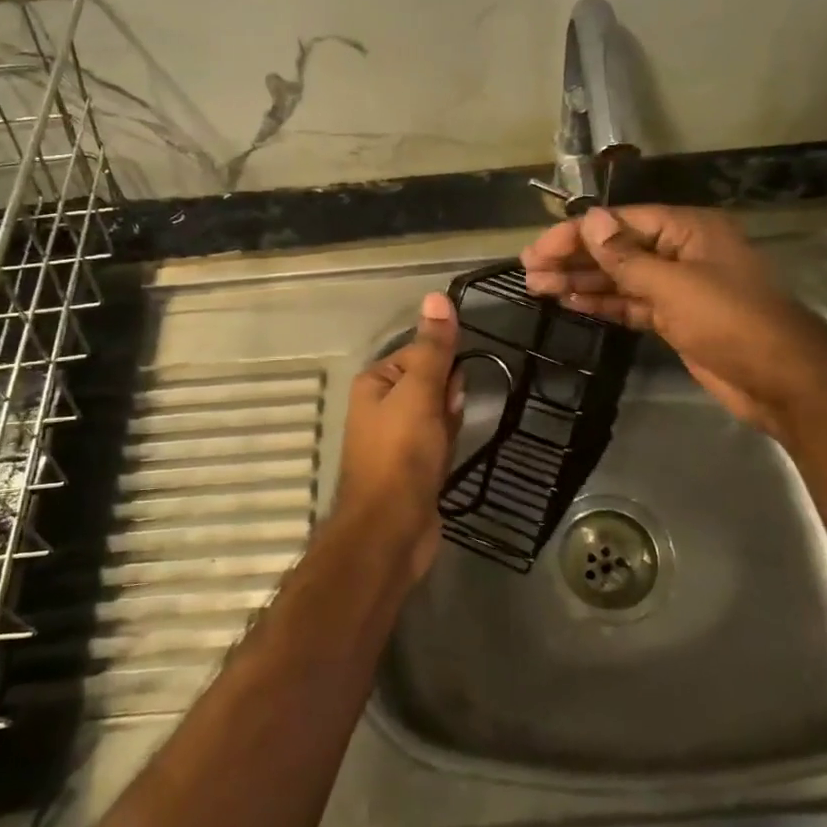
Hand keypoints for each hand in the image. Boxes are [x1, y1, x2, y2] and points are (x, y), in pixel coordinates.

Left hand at [329, 291, 462, 581]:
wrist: (391, 530)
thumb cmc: (401, 454)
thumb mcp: (419, 392)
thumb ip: (433, 347)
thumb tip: (438, 296)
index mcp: (375, 383)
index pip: (418, 353)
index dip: (442, 365)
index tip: (451, 386)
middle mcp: (380, 407)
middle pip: (429, 382)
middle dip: (447, 395)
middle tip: (447, 417)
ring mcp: (396, 439)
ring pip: (436, 413)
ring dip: (449, 421)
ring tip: (447, 440)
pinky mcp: (412, 467)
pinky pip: (437, 441)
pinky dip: (447, 444)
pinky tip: (448, 457)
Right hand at [520, 206, 826, 438]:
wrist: (782, 382)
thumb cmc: (732, 322)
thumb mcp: (675, 286)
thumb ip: (626, 256)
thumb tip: (589, 219)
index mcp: (688, 230)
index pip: (621, 223)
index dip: (577, 234)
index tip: (539, 248)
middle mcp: (681, 252)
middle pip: (617, 249)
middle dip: (574, 258)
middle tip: (529, 270)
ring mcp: (679, 287)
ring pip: (621, 279)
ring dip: (582, 282)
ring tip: (538, 287)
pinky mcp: (675, 319)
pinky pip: (632, 304)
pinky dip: (603, 303)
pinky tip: (570, 303)